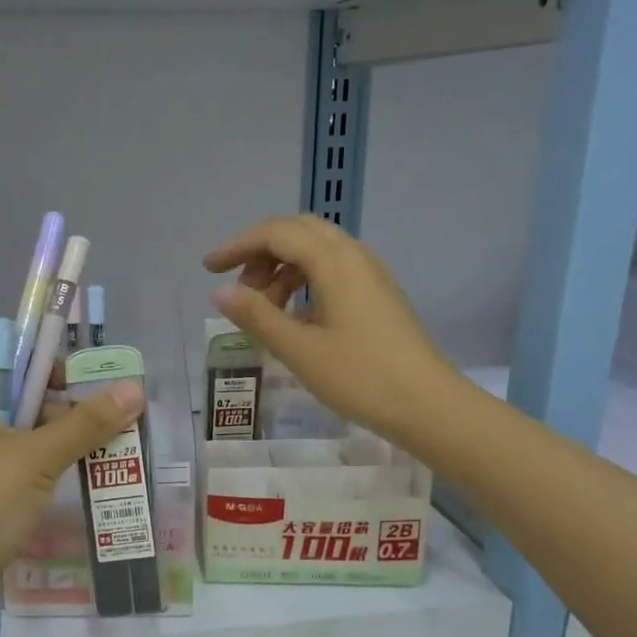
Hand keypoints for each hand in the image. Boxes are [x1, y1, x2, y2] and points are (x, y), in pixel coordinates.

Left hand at [0, 345, 144, 632]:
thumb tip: (136, 389)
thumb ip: (86, 422)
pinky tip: (70, 480)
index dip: (39, 362)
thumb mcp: (37, 457)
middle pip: (9, 395)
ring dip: (52, 440)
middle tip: (99, 422)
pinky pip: (5, 467)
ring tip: (98, 451)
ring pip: (11, 435)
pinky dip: (36, 469)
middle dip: (56, 406)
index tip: (78, 383)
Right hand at [204, 214, 455, 450]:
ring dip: (282, 269)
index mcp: (334, 262)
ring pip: (316, 251)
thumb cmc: (360, 377)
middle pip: (297, 231)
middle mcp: (354, 256)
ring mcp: (370, 274)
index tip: (208, 270)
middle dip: (260, 252)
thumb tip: (220, 292)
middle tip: (238, 288)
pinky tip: (295, 318)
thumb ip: (257, 316)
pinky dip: (304, 282)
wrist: (427, 404)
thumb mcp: (299, 349)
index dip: (237, 246)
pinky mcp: (377, 294)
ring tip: (264, 310)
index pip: (276, 233)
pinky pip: (332, 270)